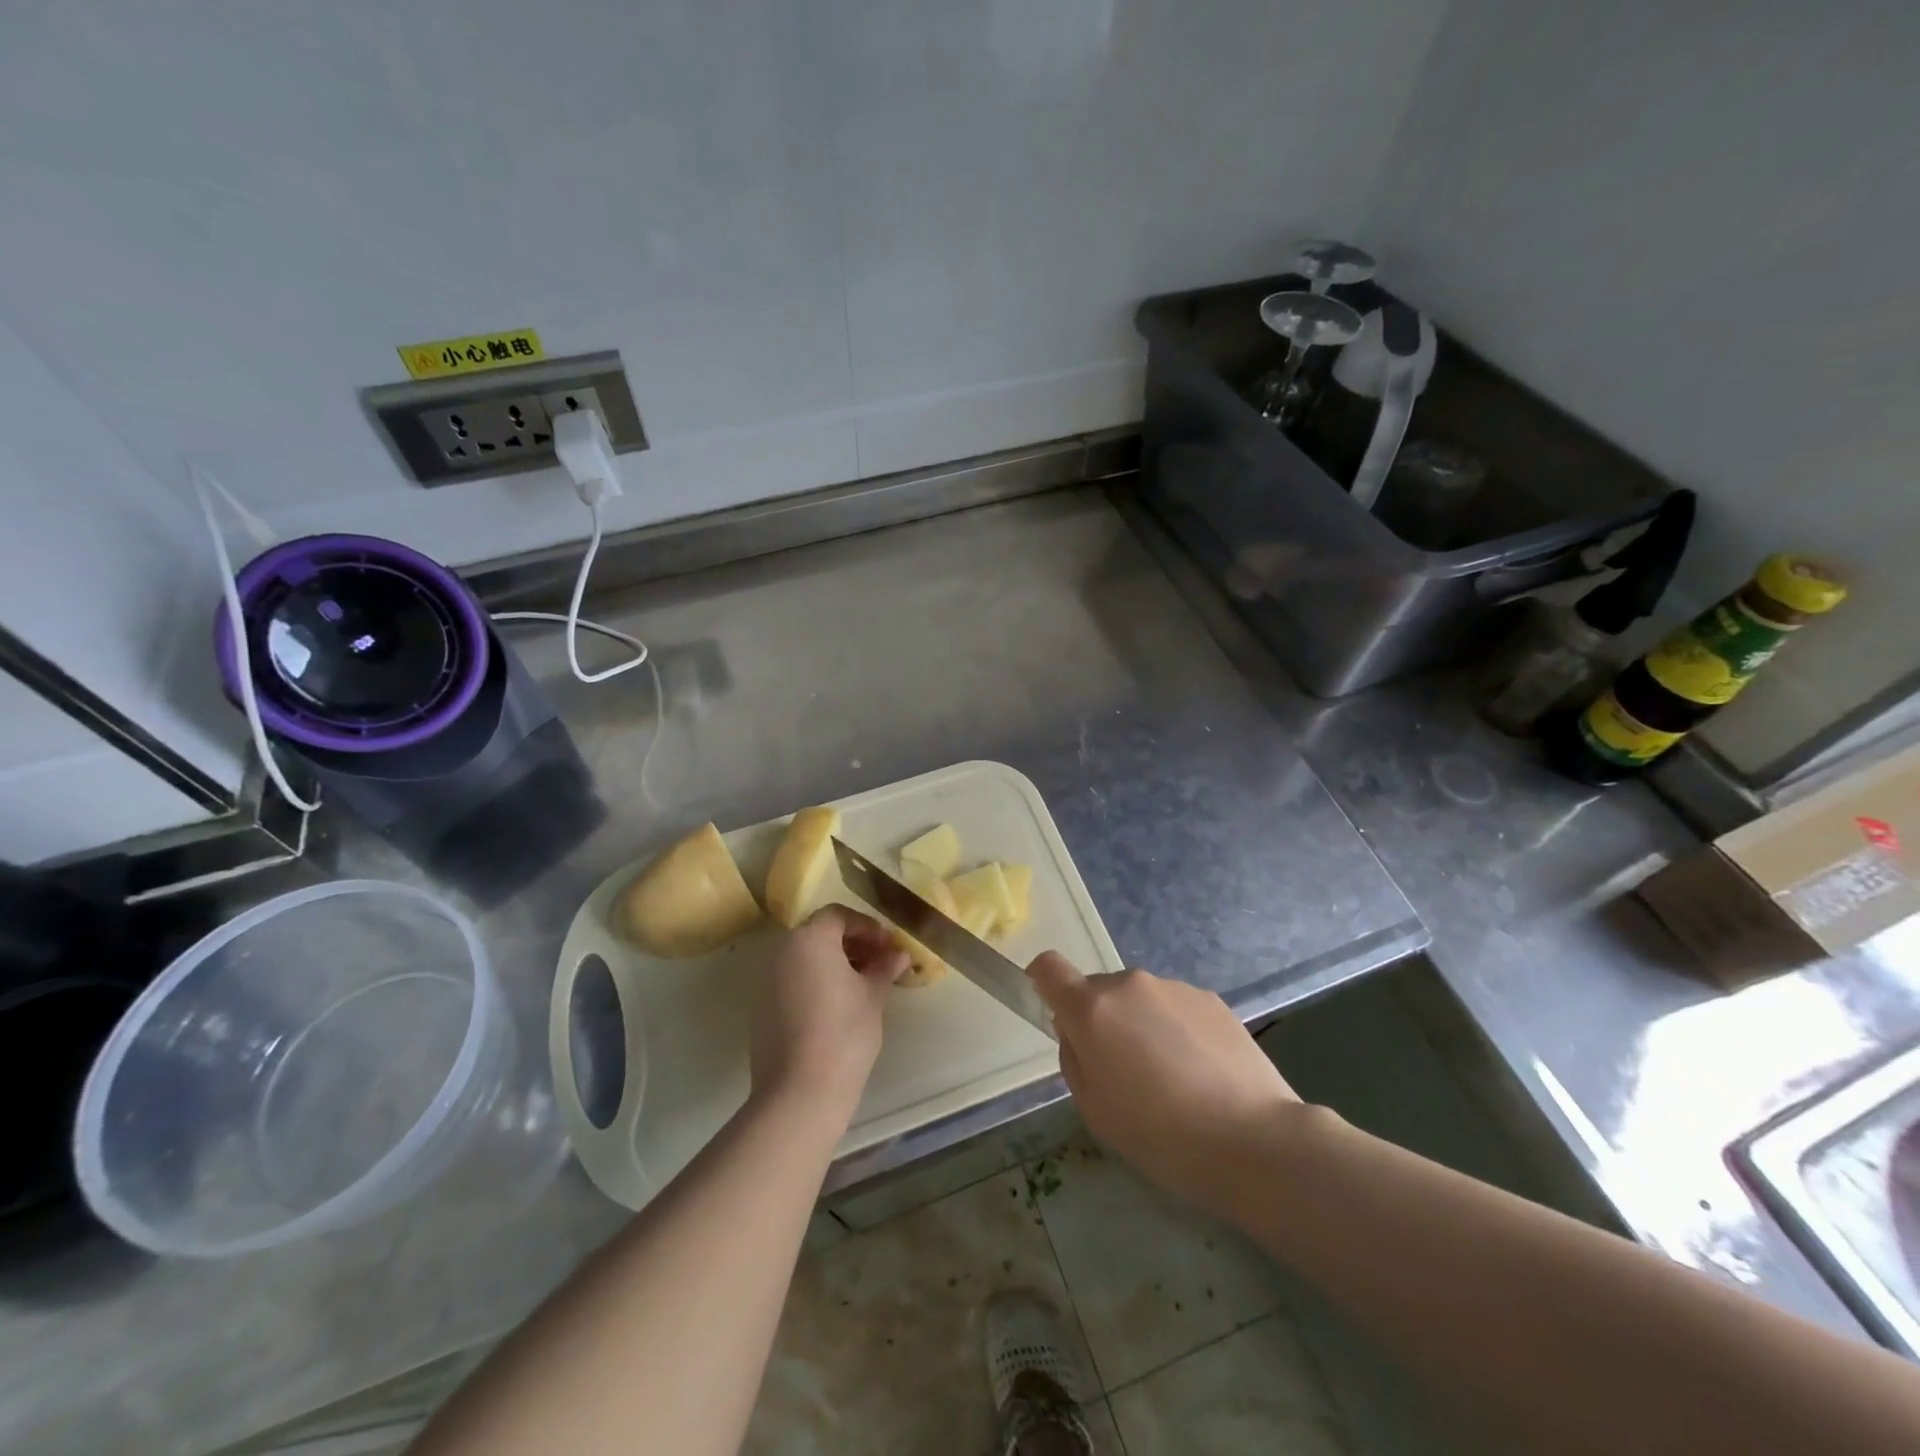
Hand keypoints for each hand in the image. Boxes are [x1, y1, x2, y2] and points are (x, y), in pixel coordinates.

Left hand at [750, 905, 907, 1120]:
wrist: (800, 1091)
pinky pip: (794, 980)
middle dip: (852, 944)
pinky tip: (839, 1006)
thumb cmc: (844, 1032)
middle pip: (820, 934)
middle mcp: (783, 952)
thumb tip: (898, 954)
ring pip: (805, 958)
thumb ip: (884, 967)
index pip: (839, 916)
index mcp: (810, 939)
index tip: (888, 946)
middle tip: (880, 963)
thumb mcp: (873, 995)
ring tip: (864, 985)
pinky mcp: (762, 1007)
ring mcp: (767, 980)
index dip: (867, 927)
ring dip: (835, 963)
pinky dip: (816, 982)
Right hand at [1028, 954, 1301, 1213]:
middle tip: (1124, 1073)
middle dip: (1101, 1021)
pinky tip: (1201, 1074)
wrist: (1253, 1140)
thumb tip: (1077, 1033)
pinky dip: (1176, 1030)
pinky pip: (1175, 1007)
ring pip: (1139, 1000)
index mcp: (1092, 1009)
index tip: (1054, 1014)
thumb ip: (1074, 1059)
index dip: (1042, 983)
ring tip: (1171, 1079)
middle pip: (1098, 990)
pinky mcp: (1210, 998)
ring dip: (1141, 1025)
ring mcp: (1173, 987)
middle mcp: (1129, 984)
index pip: (1048, 967)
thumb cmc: (1160, 1135)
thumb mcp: (1094, 1110)